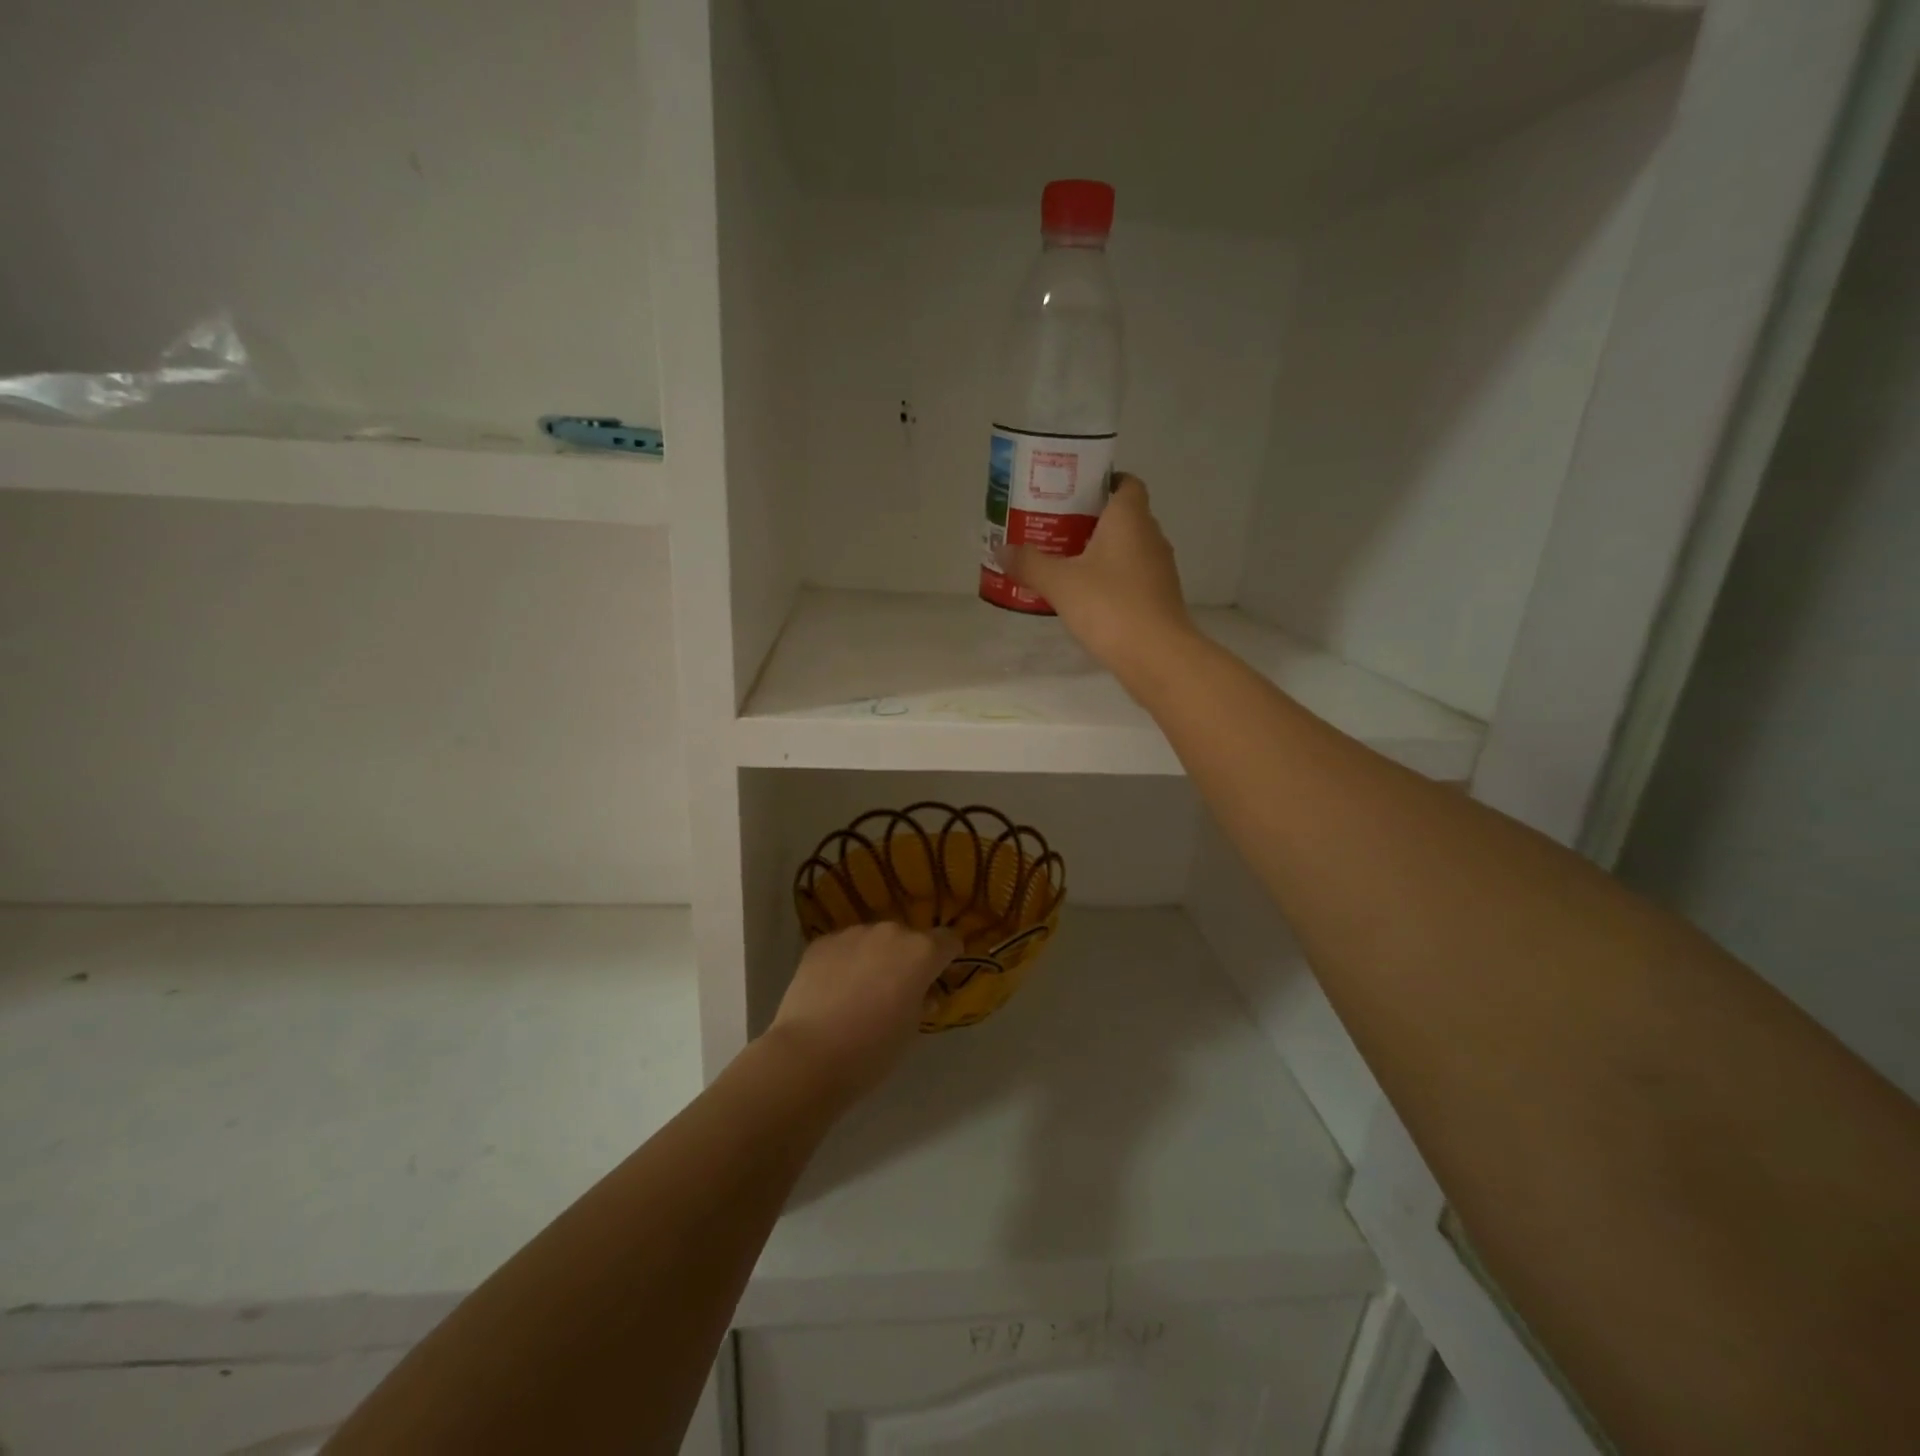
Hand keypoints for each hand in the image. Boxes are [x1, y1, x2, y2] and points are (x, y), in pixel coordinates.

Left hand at [762, 923, 961, 1104]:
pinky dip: (844, 962)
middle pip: (908, 939)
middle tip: (895, 991)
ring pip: (874, 941)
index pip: (948, 940)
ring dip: (874, 958)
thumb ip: (922, 1003)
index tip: (939, 976)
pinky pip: (844, 947)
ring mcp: (853, 934)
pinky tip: (832, 991)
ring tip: (859, 992)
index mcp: (921, 952)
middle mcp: (890, 933)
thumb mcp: (911, 1030)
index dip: (947, 958)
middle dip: (907, 959)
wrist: (809, 1055)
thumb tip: (922, 994)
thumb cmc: (872, 1050)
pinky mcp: (822, 942)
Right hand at [1003, 475, 1193, 675]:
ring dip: (1100, 551)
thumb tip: (1001, 549)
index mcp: (1130, 518)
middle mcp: (1150, 535)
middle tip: (1055, 528)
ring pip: (1127, 548)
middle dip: (1091, 520)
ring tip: (1064, 562)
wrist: (1156, 655)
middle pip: (1122, 515)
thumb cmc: (1109, 605)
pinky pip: (1132, 575)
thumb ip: (1029, 563)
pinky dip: (1111, 578)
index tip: (1072, 493)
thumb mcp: (1060, 583)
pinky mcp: (1159, 597)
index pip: (1125, 482)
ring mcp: (1159, 568)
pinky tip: (1085, 595)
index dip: (1101, 482)